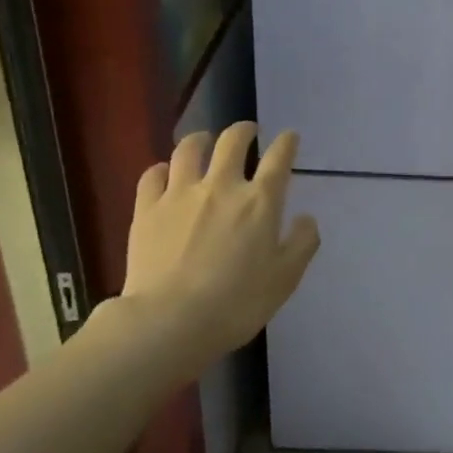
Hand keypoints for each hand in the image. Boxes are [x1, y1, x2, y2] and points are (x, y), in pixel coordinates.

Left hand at [117, 122, 319, 366]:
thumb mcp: (285, 279)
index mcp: (259, 201)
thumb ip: (302, 243)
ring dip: (200, 139)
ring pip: (189, 149)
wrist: (170, 321)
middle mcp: (221, 186)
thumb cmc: (236, 303)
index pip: (278, 158)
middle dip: (244, 130)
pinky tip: (165, 173)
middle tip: (247, 131)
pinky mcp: (147, 208)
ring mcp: (180, 194)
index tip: (290, 137)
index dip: (287, 143)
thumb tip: (306, 218)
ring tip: (203, 141)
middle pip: (233, 141)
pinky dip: (162, 168)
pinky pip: (153, 175)